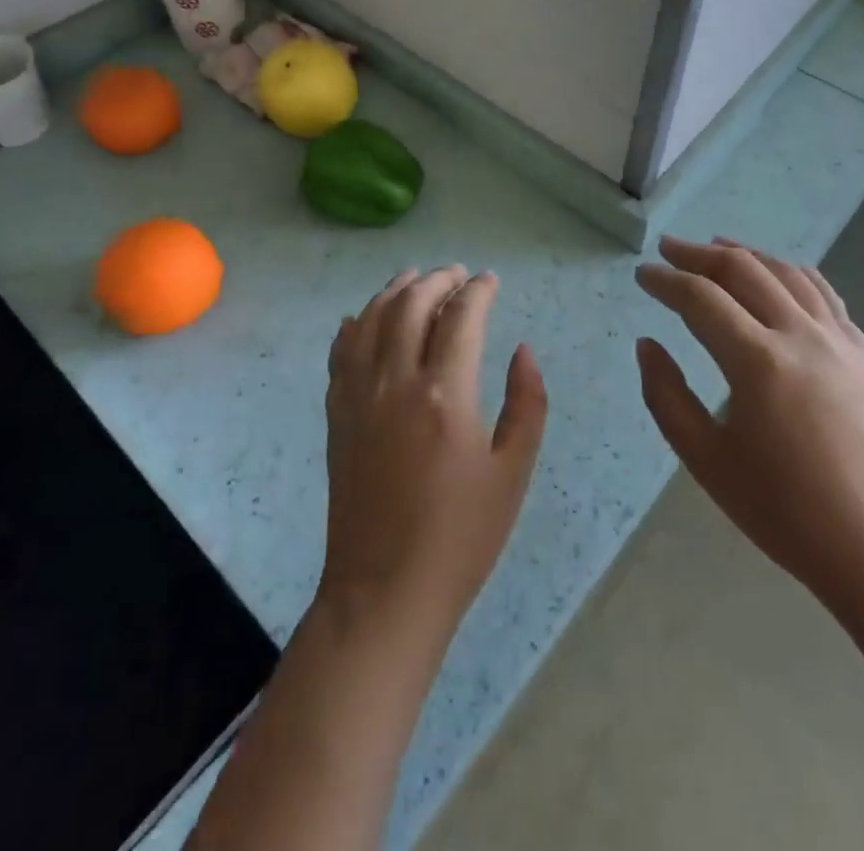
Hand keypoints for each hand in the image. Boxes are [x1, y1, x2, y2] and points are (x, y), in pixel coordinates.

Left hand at [319, 267, 547, 643]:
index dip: (479, 291)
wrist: (385, 590)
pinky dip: (353, 326)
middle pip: (411, 306)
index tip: (491, 280)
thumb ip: (526, 403)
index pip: (461, 317)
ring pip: (371, 320)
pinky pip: (340, 354)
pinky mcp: (337, 415)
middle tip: (457, 273)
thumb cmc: (461, 536)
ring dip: (394, 291)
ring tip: (414, 278)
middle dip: (437, 280)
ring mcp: (359, 396)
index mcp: (446, 394)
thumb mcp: (513, 472)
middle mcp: (397, 382)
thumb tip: (522, 350)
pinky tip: (361, 318)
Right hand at [634, 236, 863, 619]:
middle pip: (743, 270)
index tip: (642, 274)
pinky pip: (823, 293)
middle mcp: (800, 335)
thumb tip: (647, 344)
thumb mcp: (707, 461)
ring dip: (746, 254)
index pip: (701, 298)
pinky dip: (791, 273)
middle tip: (669, 248)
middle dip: (699, 254)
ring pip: (786, 273)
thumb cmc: (786, 513)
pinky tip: (778, 275)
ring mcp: (839, 340)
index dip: (666, 281)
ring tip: (717, 246)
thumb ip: (666, 397)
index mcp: (757, 362)